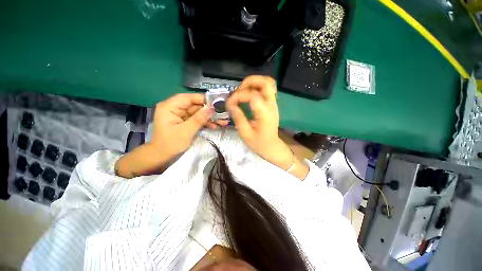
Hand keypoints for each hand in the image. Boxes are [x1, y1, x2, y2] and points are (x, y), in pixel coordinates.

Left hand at [151, 93, 226, 157]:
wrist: (162, 157)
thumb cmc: (171, 144)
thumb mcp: (186, 131)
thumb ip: (199, 119)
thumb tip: (212, 108)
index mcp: (169, 107)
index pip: (188, 98)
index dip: (203, 99)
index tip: (217, 103)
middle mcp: (174, 108)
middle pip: (195, 105)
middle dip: (209, 111)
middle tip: (222, 115)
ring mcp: (180, 115)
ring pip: (197, 112)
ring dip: (209, 118)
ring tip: (222, 122)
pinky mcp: (184, 121)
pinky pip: (196, 119)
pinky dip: (205, 122)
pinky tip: (214, 126)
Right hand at [227, 76, 293, 169]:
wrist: (272, 147)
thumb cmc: (259, 143)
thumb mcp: (245, 133)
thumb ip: (238, 117)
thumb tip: (230, 104)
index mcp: (265, 114)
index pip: (252, 95)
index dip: (238, 96)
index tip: (229, 103)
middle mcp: (271, 105)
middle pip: (265, 82)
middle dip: (249, 82)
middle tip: (238, 91)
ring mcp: (274, 103)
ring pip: (268, 83)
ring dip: (254, 82)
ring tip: (242, 91)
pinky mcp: (272, 104)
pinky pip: (267, 89)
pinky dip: (257, 87)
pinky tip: (249, 94)